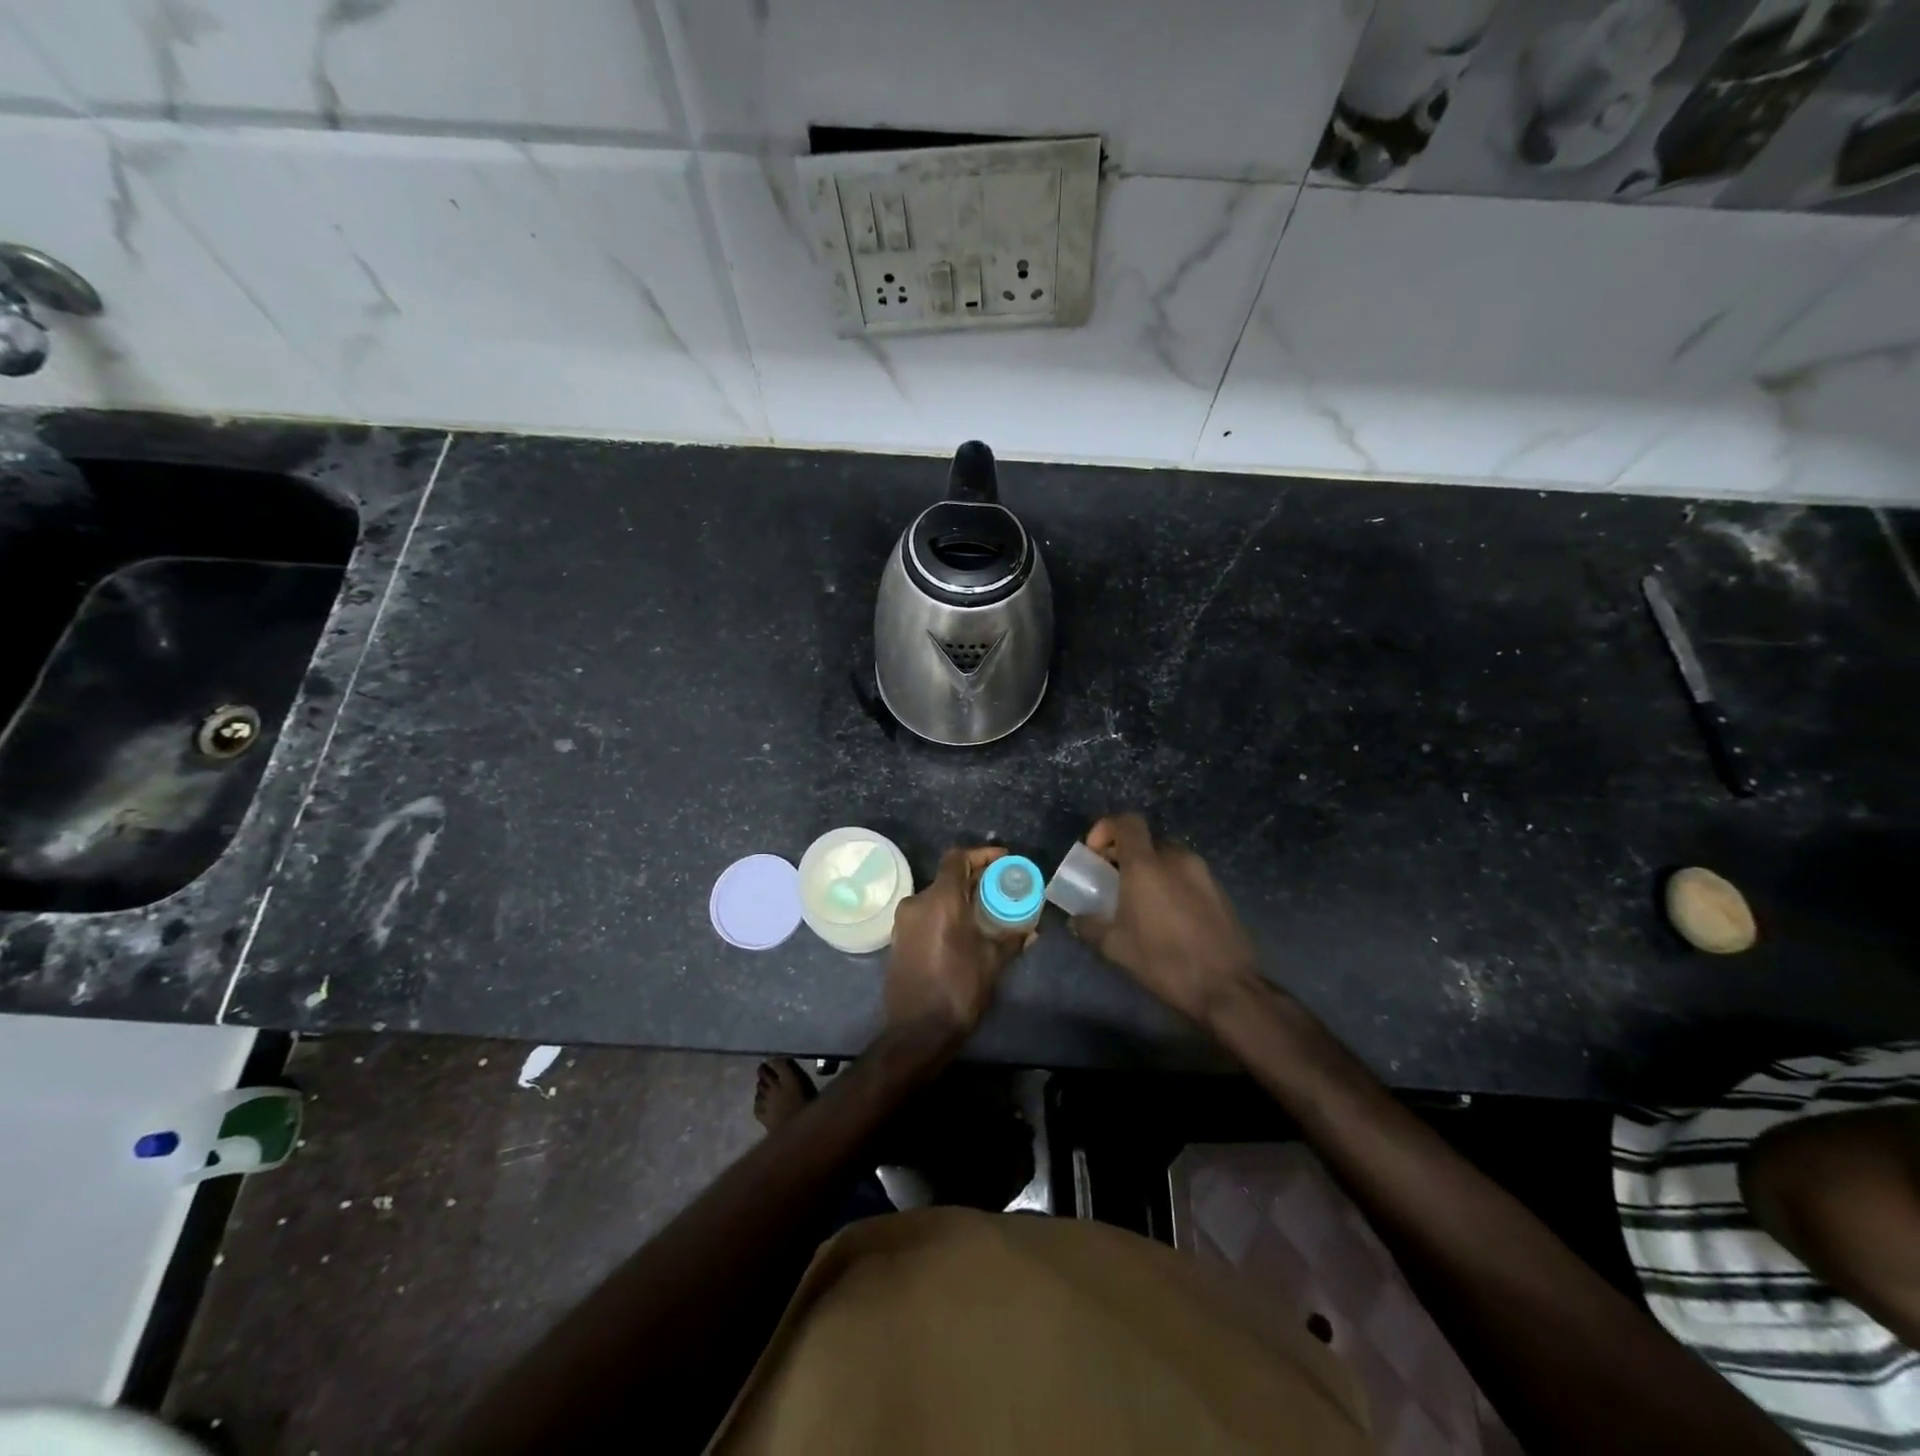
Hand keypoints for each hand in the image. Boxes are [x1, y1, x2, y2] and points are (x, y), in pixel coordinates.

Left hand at [885, 846, 1030, 1032]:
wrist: (916, 1031)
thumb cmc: (958, 989)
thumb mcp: (992, 961)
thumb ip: (1012, 938)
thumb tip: (1032, 929)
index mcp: (940, 900)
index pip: (957, 858)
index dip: (981, 854)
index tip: (1002, 860)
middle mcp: (917, 902)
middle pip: (947, 876)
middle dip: (975, 877)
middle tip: (1001, 885)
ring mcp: (903, 921)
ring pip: (936, 896)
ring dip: (960, 897)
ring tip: (987, 909)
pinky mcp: (898, 939)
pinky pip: (926, 914)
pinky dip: (946, 913)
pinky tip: (965, 929)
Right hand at [1071, 814, 1259, 1024]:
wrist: (1227, 988)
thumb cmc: (1164, 961)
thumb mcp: (1116, 948)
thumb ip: (1090, 926)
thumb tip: (1076, 920)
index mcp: (1147, 865)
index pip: (1127, 822)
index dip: (1106, 828)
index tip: (1095, 853)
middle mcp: (1177, 860)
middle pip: (1148, 841)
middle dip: (1128, 854)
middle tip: (1114, 881)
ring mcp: (1204, 874)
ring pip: (1170, 859)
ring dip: (1152, 871)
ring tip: (1142, 903)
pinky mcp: (1221, 893)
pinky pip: (1189, 877)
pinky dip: (1174, 885)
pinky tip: (1169, 918)